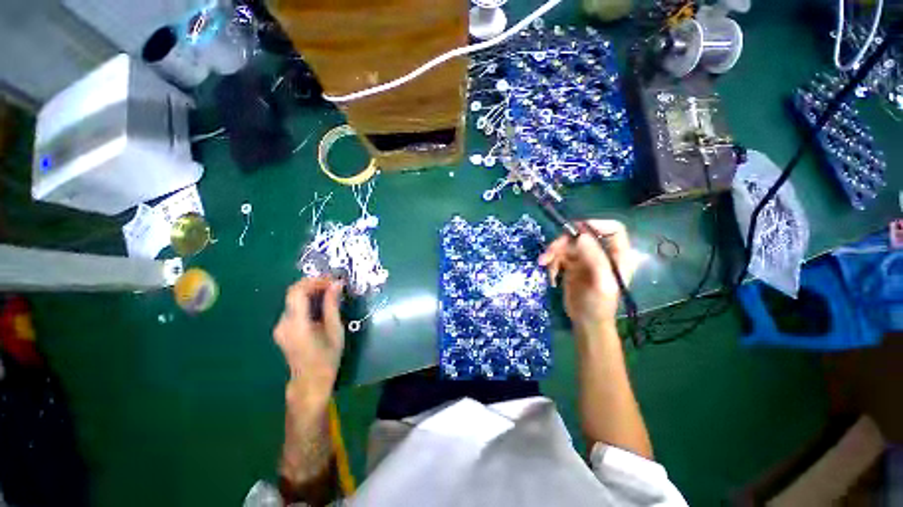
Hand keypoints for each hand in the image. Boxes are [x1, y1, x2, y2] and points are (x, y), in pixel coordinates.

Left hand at [274, 277, 344, 409]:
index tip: (332, 280)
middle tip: (333, 283)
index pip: (297, 292)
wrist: (311, 381)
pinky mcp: (282, 330)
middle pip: (293, 293)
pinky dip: (307, 301)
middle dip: (313, 284)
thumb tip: (336, 284)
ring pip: (293, 300)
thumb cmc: (327, 357)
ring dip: (311, 292)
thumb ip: (332, 305)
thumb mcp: (334, 330)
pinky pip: (294, 308)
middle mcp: (283, 323)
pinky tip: (321, 304)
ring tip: (330, 291)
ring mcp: (280, 327)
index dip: (314, 281)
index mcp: (296, 324)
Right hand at [538, 220, 636, 332]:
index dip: (595, 224)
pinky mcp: (571, 264)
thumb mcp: (601, 283)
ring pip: (567, 244)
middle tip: (549, 253)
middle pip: (581, 235)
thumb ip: (595, 259)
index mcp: (617, 255)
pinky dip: (552, 263)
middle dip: (563, 242)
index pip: (613, 229)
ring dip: (553, 253)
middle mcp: (601, 252)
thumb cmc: (599, 305)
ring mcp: (585, 258)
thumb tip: (581, 235)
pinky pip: (559, 255)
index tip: (575, 230)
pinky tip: (551, 276)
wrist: (586, 322)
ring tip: (544, 265)